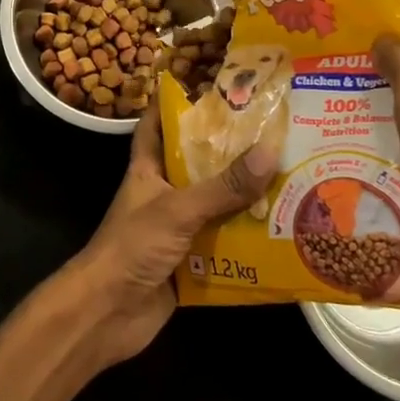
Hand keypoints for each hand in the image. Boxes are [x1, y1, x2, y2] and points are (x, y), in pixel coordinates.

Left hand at [58, 99, 277, 369]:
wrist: (107, 314)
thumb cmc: (132, 246)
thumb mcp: (178, 209)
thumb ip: (222, 186)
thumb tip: (269, 152)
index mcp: (149, 168)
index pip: (157, 123)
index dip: (175, 102)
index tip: (208, 85)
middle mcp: (164, 193)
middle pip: (198, 164)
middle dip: (230, 152)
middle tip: (274, 133)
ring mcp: (177, 229)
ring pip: (216, 205)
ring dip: (246, 199)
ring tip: (292, 179)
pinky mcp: (189, 263)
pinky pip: (224, 245)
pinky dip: (248, 242)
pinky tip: (282, 234)